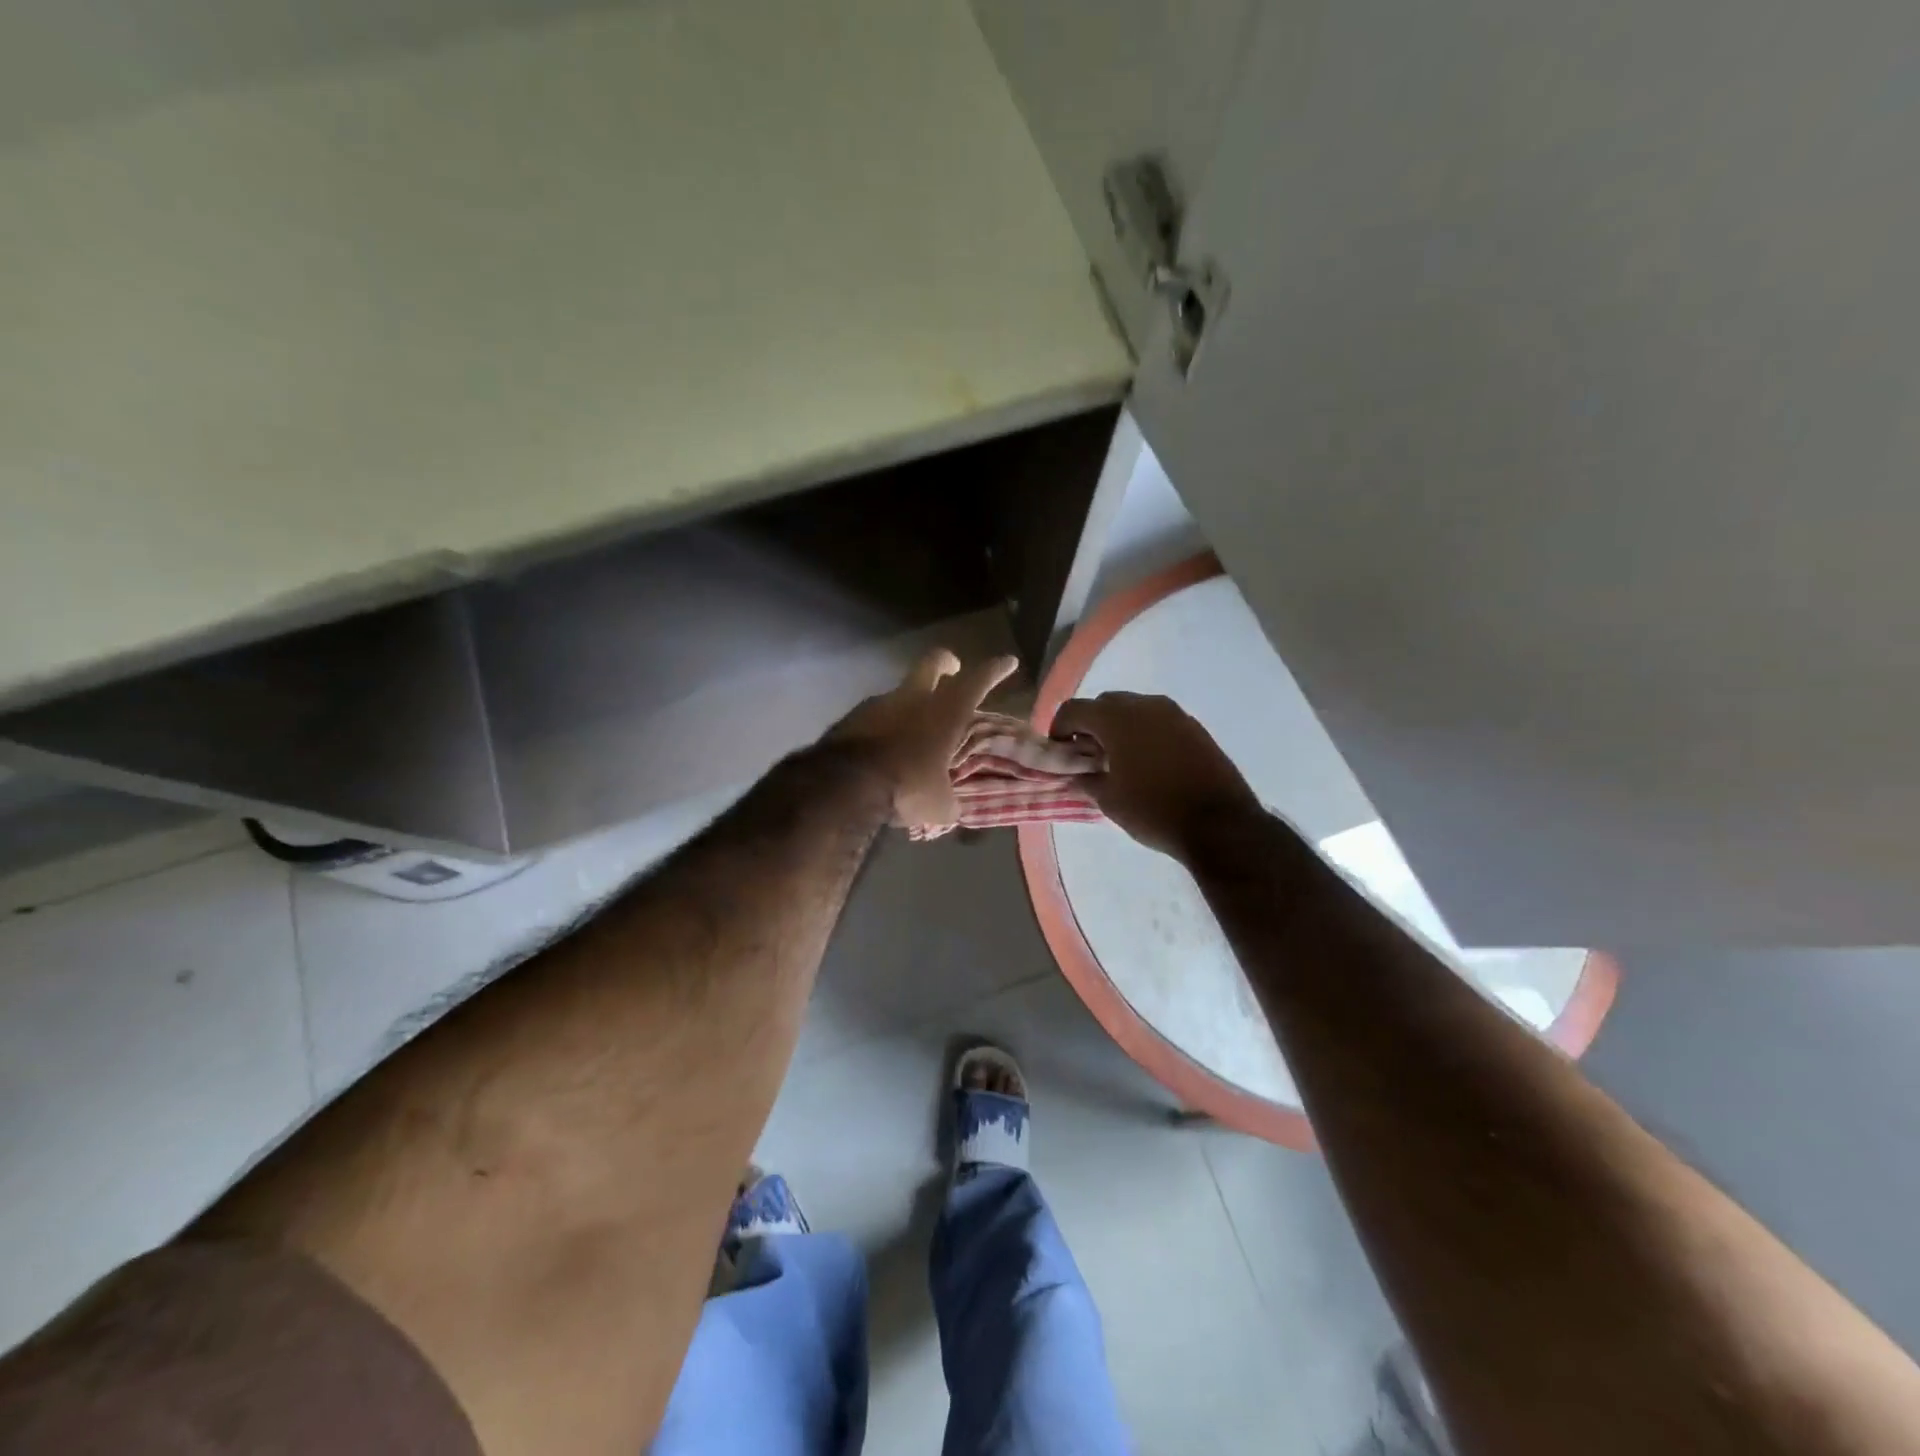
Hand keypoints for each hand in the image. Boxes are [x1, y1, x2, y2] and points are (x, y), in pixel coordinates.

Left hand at [829, 649, 1019, 830]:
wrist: (844, 785)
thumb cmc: (906, 787)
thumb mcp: (938, 805)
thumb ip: (948, 800)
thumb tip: (950, 806)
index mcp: (945, 713)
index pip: (977, 681)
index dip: (995, 669)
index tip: (1008, 661)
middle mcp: (913, 699)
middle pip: (932, 662)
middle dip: (946, 662)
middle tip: (952, 668)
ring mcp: (878, 704)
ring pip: (900, 692)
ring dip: (909, 702)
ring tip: (912, 727)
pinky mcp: (851, 717)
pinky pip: (874, 715)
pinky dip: (883, 725)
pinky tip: (882, 746)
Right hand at [1051, 692, 1261, 859]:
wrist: (1220, 824)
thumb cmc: (1154, 810)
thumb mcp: (1109, 800)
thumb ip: (1086, 780)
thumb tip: (1078, 773)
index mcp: (1117, 718)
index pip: (1074, 709)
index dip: (1059, 728)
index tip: (1059, 750)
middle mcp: (1145, 705)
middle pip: (1105, 704)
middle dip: (1090, 724)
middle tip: (1087, 754)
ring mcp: (1174, 714)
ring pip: (1134, 709)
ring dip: (1119, 727)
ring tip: (1118, 758)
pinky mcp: (1194, 727)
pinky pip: (1158, 721)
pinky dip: (1144, 733)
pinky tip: (1147, 762)